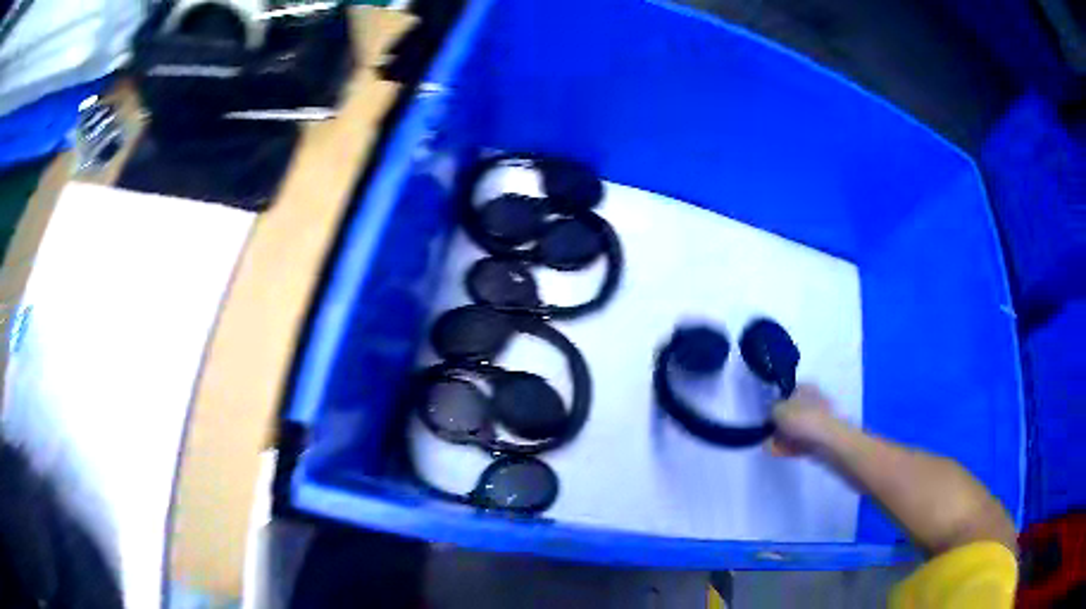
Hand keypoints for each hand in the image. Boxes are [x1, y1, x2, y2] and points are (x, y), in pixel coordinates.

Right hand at [770, 384, 841, 456]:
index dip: (774, 404)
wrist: (827, 441)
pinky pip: (799, 441)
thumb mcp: (778, 410)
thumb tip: (772, 415)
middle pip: (789, 413)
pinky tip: (778, 453)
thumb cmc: (803, 419)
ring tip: (770, 447)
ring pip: (793, 429)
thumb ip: (771, 410)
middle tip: (767, 434)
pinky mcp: (818, 438)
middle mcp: (812, 401)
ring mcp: (816, 420)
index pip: (786, 393)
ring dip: (781, 438)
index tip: (766, 416)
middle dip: (777, 425)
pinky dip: (789, 447)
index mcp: (804, 388)